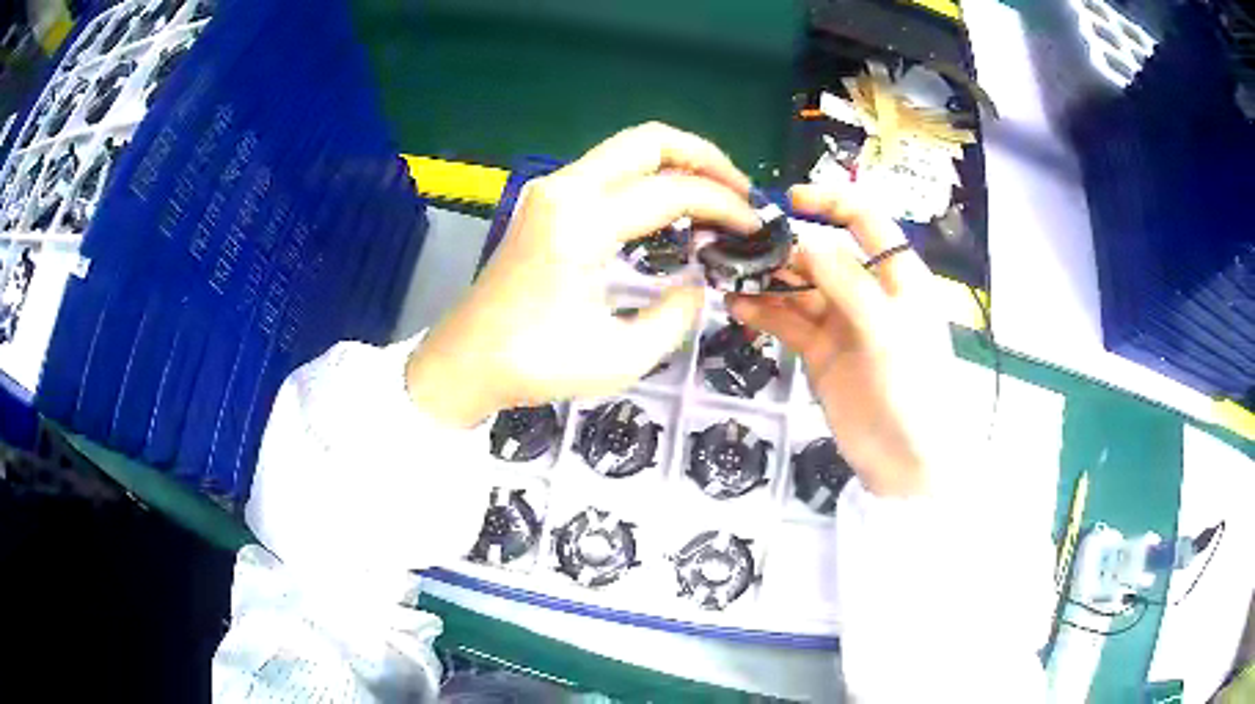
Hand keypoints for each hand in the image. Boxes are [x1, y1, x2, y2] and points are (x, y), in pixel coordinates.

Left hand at [407, 123, 760, 426]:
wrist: (464, 361)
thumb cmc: (533, 366)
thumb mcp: (619, 359)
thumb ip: (674, 317)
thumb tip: (698, 285)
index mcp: (582, 223)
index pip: (673, 191)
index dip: (724, 206)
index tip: (756, 229)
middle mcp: (565, 189)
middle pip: (650, 140)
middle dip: (706, 158)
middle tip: (741, 193)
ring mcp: (552, 189)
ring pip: (629, 148)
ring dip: (678, 163)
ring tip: (716, 198)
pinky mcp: (546, 201)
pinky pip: (610, 169)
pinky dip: (651, 177)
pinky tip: (672, 209)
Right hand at [727, 184, 953, 496]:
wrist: (905, 461)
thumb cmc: (913, 389)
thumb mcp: (888, 329)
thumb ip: (848, 283)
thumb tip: (804, 241)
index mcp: (897, 275)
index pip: (866, 221)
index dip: (832, 202)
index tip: (791, 199)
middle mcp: (868, 291)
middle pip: (822, 254)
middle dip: (783, 246)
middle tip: (738, 243)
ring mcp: (841, 323)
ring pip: (799, 288)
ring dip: (767, 279)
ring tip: (728, 274)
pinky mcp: (820, 352)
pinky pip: (788, 322)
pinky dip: (764, 313)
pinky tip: (738, 307)